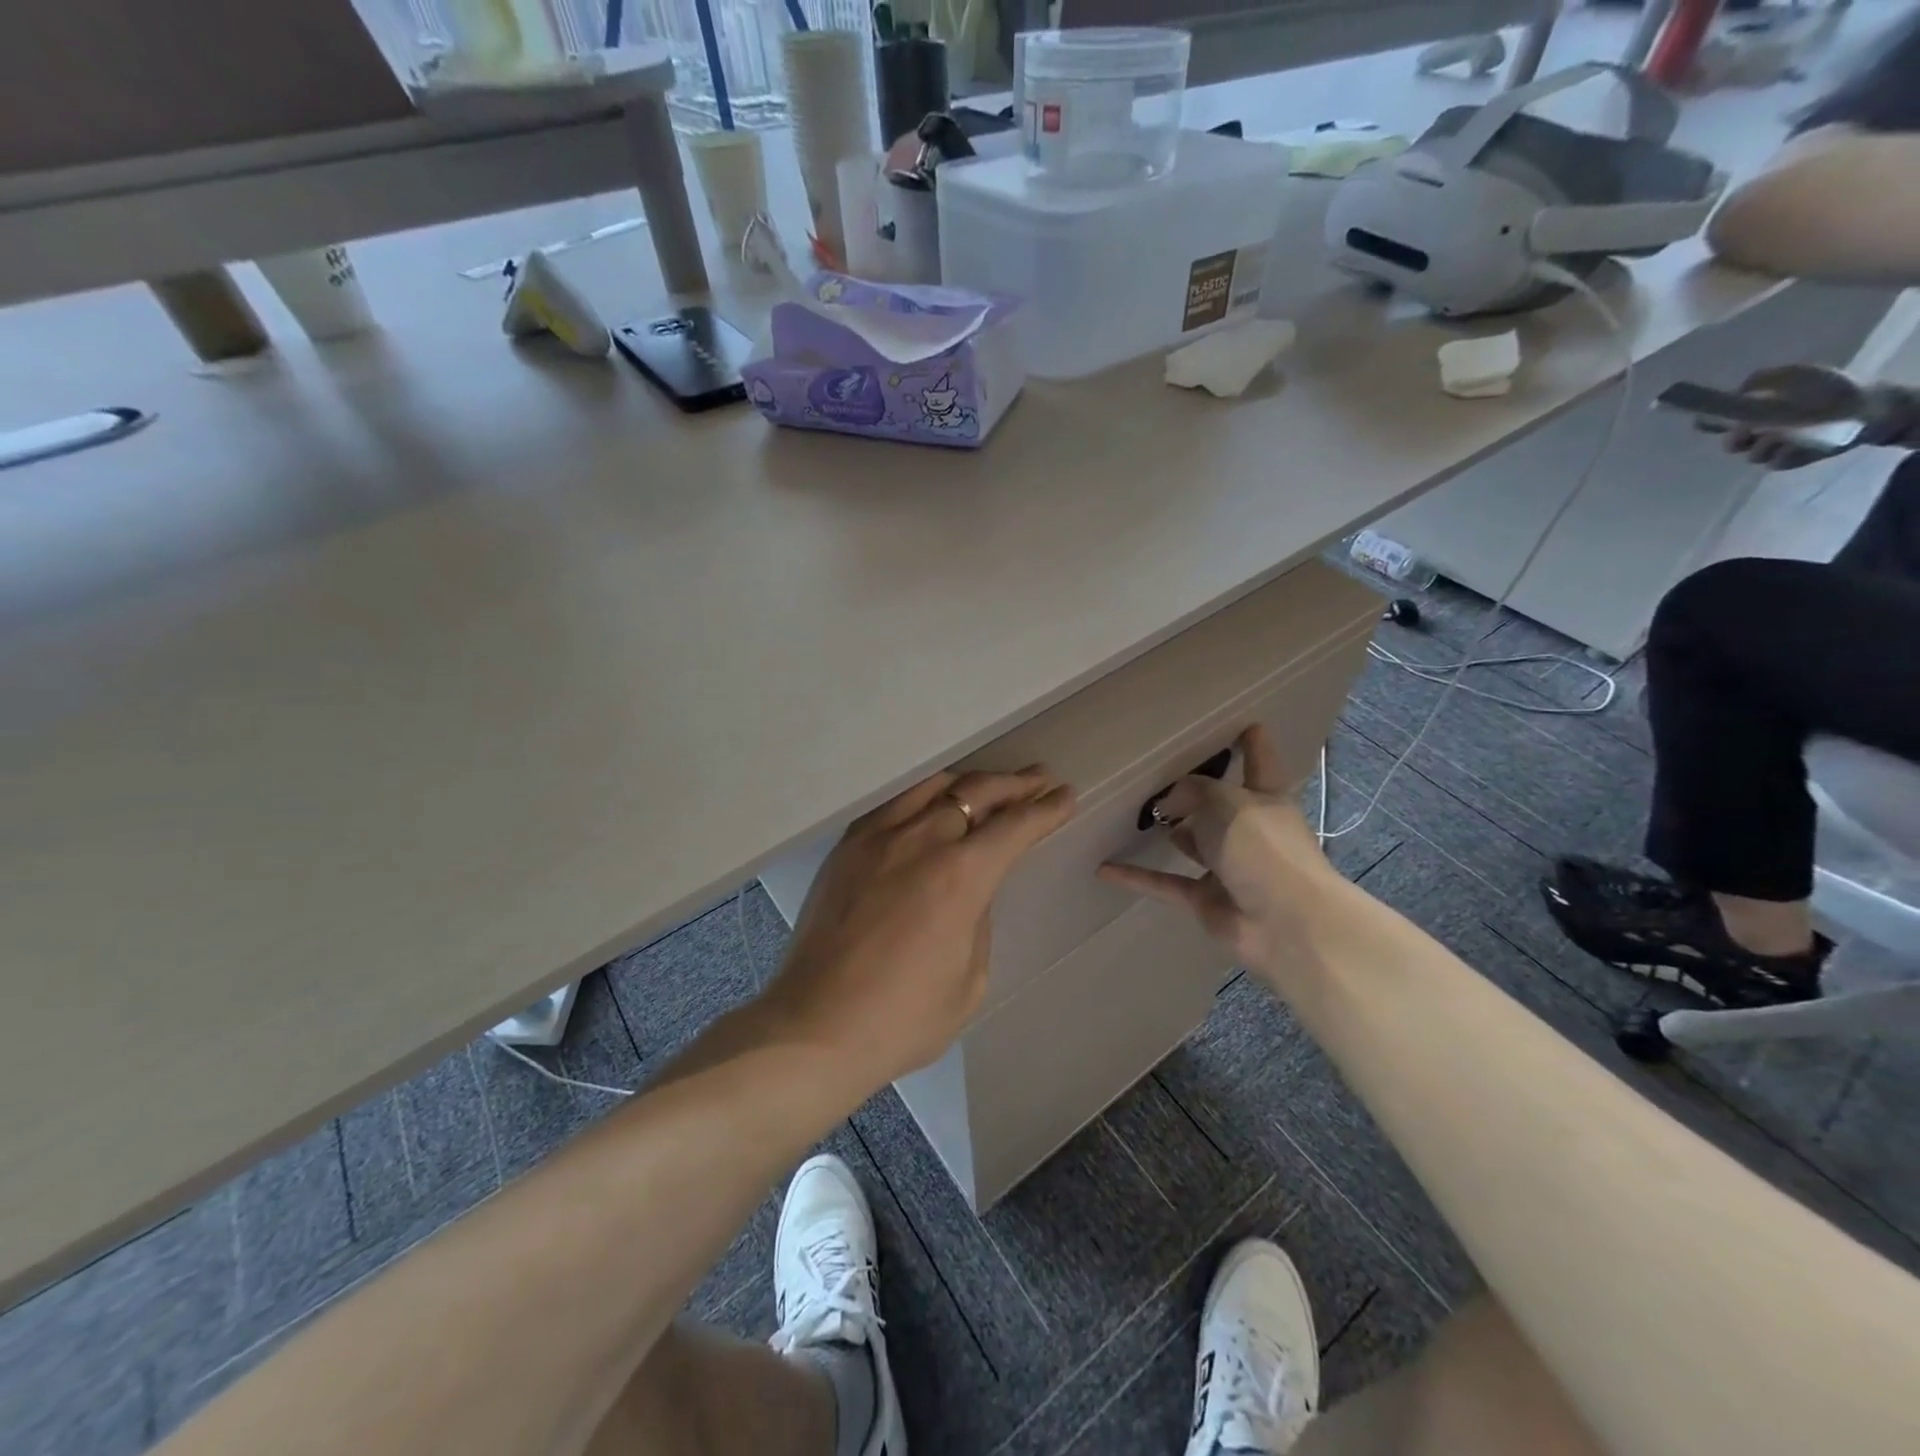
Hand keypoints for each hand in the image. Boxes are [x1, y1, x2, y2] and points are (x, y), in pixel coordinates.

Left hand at [763, 767, 1074, 1095]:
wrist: (815, 1028)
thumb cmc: (902, 1018)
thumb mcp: (969, 980)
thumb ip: (979, 921)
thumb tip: (973, 891)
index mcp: (960, 876)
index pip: (1015, 827)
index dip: (1046, 810)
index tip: (1066, 796)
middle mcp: (921, 841)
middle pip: (977, 793)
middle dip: (1015, 785)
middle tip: (1039, 779)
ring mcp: (878, 838)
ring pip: (933, 786)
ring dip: (970, 781)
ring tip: (991, 784)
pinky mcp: (847, 847)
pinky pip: (894, 803)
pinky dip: (924, 793)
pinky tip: (933, 801)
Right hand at [1097, 725, 1339, 974]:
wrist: (1284, 922)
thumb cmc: (1262, 847)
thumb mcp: (1224, 802)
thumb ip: (1191, 791)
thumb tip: (1166, 803)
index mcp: (1266, 798)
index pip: (1260, 762)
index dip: (1252, 743)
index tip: (1243, 724)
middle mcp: (1249, 830)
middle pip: (1222, 805)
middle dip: (1199, 793)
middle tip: (1162, 773)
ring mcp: (1229, 867)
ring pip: (1195, 843)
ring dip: (1173, 833)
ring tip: (1137, 816)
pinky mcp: (1206, 899)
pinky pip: (1165, 883)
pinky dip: (1136, 878)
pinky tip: (1104, 869)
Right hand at [1711, 365, 1917, 469]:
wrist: (1872, 409)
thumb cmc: (1833, 389)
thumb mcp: (1796, 375)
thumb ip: (1762, 380)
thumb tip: (1734, 392)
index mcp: (1759, 408)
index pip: (1723, 416)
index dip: (1710, 420)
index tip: (1704, 422)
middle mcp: (1762, 428)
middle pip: (1732, 441)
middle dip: (1736, 440)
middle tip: (1746, 436)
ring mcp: (1776, 445)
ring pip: (1752, 454)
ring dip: (1764, 447)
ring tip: (1785, 438)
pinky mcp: (1791, 459)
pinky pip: (1775, 463)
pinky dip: (1785, 456)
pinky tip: (1799, 448)